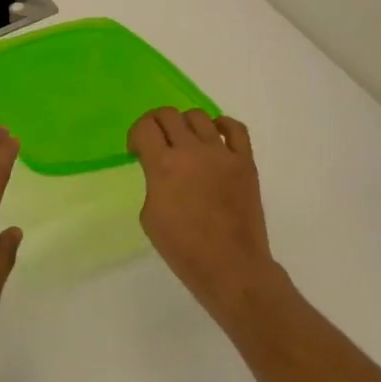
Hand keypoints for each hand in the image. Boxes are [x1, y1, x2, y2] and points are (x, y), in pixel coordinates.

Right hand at [128, 108, 282, 328]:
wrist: (230, 266)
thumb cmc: (183, 249)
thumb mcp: (150, 216)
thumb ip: (153, 183)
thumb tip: (163, 172)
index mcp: (163, 165)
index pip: (144, 127)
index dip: (136, 135)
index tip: (137, 150)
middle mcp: (192, 150)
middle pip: (168, 115)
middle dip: (156, 124)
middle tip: (156, 142)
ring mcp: (222, 153)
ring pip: (199, 116)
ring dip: (185, 124)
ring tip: (185, 142)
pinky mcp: (245, 161)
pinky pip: (235, 128)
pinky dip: (221, 124)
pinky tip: (214, 134)